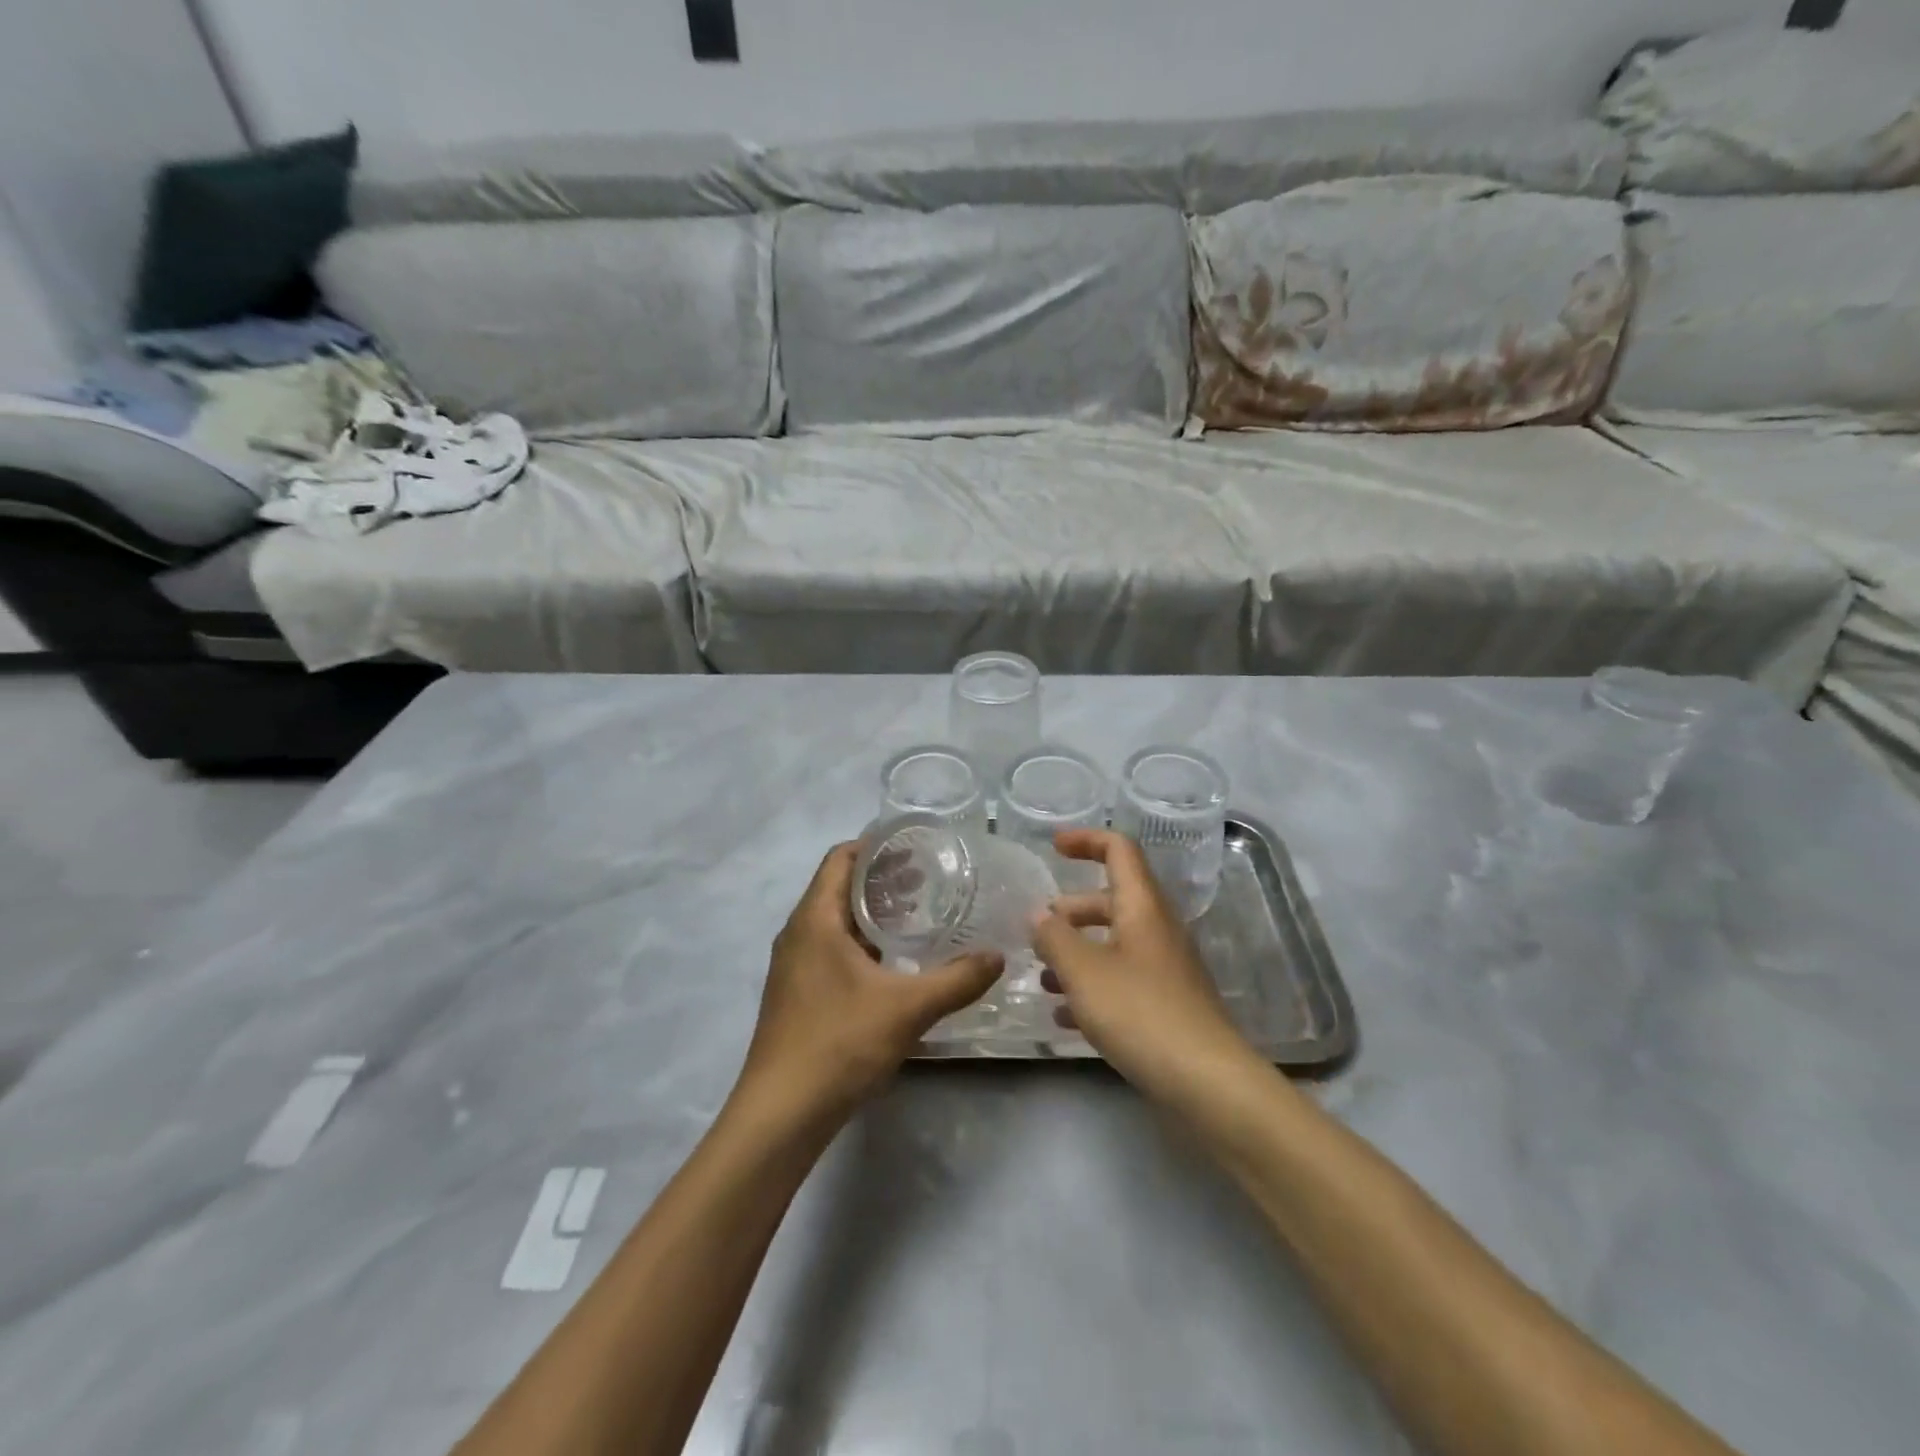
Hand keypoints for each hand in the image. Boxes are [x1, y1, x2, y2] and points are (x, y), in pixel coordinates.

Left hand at [735, 842, 1003, 1127]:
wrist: (781, 1114)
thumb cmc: (839, 1044)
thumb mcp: (907, 1008)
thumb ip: (956, 979)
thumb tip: (998, 956)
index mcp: (815, 920)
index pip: (841, 858)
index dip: (875, 844)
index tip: (916, 844)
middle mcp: (798, 933)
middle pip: (839, 886)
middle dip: (881, 878)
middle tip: (929, 878)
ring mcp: (794, 965)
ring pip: (835, 921)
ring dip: (872, 912)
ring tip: (918, 914)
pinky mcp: (797, 993)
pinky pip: (831, 949)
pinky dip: (862, 942)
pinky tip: (894, 963)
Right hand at [1032, 830, 1260, 1108]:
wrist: (1207, 1082)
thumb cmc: (1141, 1013)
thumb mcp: (1084, 972)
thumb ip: (1055, 937)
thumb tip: (1038, 913)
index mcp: (1142, 907)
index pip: (1119, 851)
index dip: (1086, 840)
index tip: (1053, 848)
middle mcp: (1157, 930)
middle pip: (1112, 900)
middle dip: (1071, 909)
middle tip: (1037, 927)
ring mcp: (1166, 968)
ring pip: (1114, 943)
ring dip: (1077, 951)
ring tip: (1042, 975)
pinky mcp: (1167, 1004)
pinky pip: (1123, 980)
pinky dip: (1092, 986)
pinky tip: (1065, 1016)